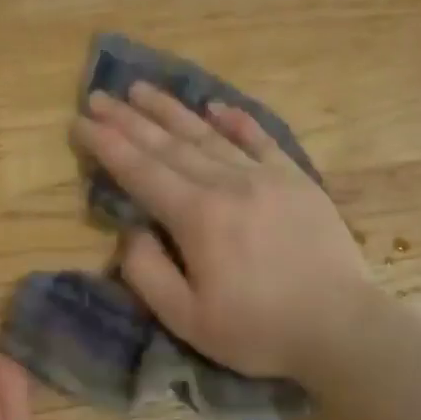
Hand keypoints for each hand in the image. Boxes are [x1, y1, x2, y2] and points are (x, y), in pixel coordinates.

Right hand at [72, 82, 372, 380]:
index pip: (140, 170)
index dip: (106, 144)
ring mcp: (266, 176)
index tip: (79, 121)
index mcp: (197, 216)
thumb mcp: (187, 319)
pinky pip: (261, 140)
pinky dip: (236, 121)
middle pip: (169, 144)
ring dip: (172, 111)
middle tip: (98, 96)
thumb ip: (147, 273)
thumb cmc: (258, 330)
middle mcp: (228, 183)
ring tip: (142, 89)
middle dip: (128, 119)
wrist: (341, 326)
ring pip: (209, 134)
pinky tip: (216, 107)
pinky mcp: (297, 180)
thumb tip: (130, 232)